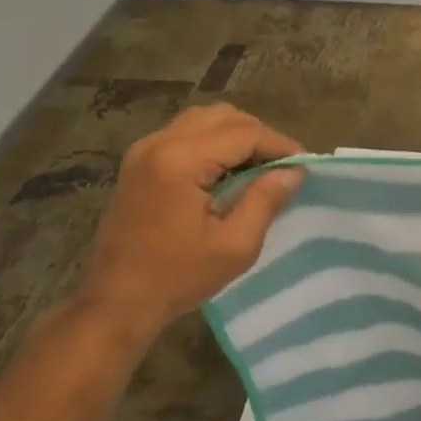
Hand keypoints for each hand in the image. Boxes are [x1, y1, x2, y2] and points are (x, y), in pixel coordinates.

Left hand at [78, 104, 303, 334]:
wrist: (115, 302)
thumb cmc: (177, 277)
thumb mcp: (235, 245)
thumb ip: (266, 200)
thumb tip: (293, 171)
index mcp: (180, 161)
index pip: (244, 133)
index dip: (280, 144)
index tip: (305, 164)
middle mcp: (159, 143)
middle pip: (224, 117)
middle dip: (260, 136)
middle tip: (283, 166)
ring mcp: (144, 150)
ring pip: (204, 119)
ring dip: (237, 135)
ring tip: (258, 166)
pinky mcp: (139, 162)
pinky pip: (186, 133)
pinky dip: (214, 141)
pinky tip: (228, 170)